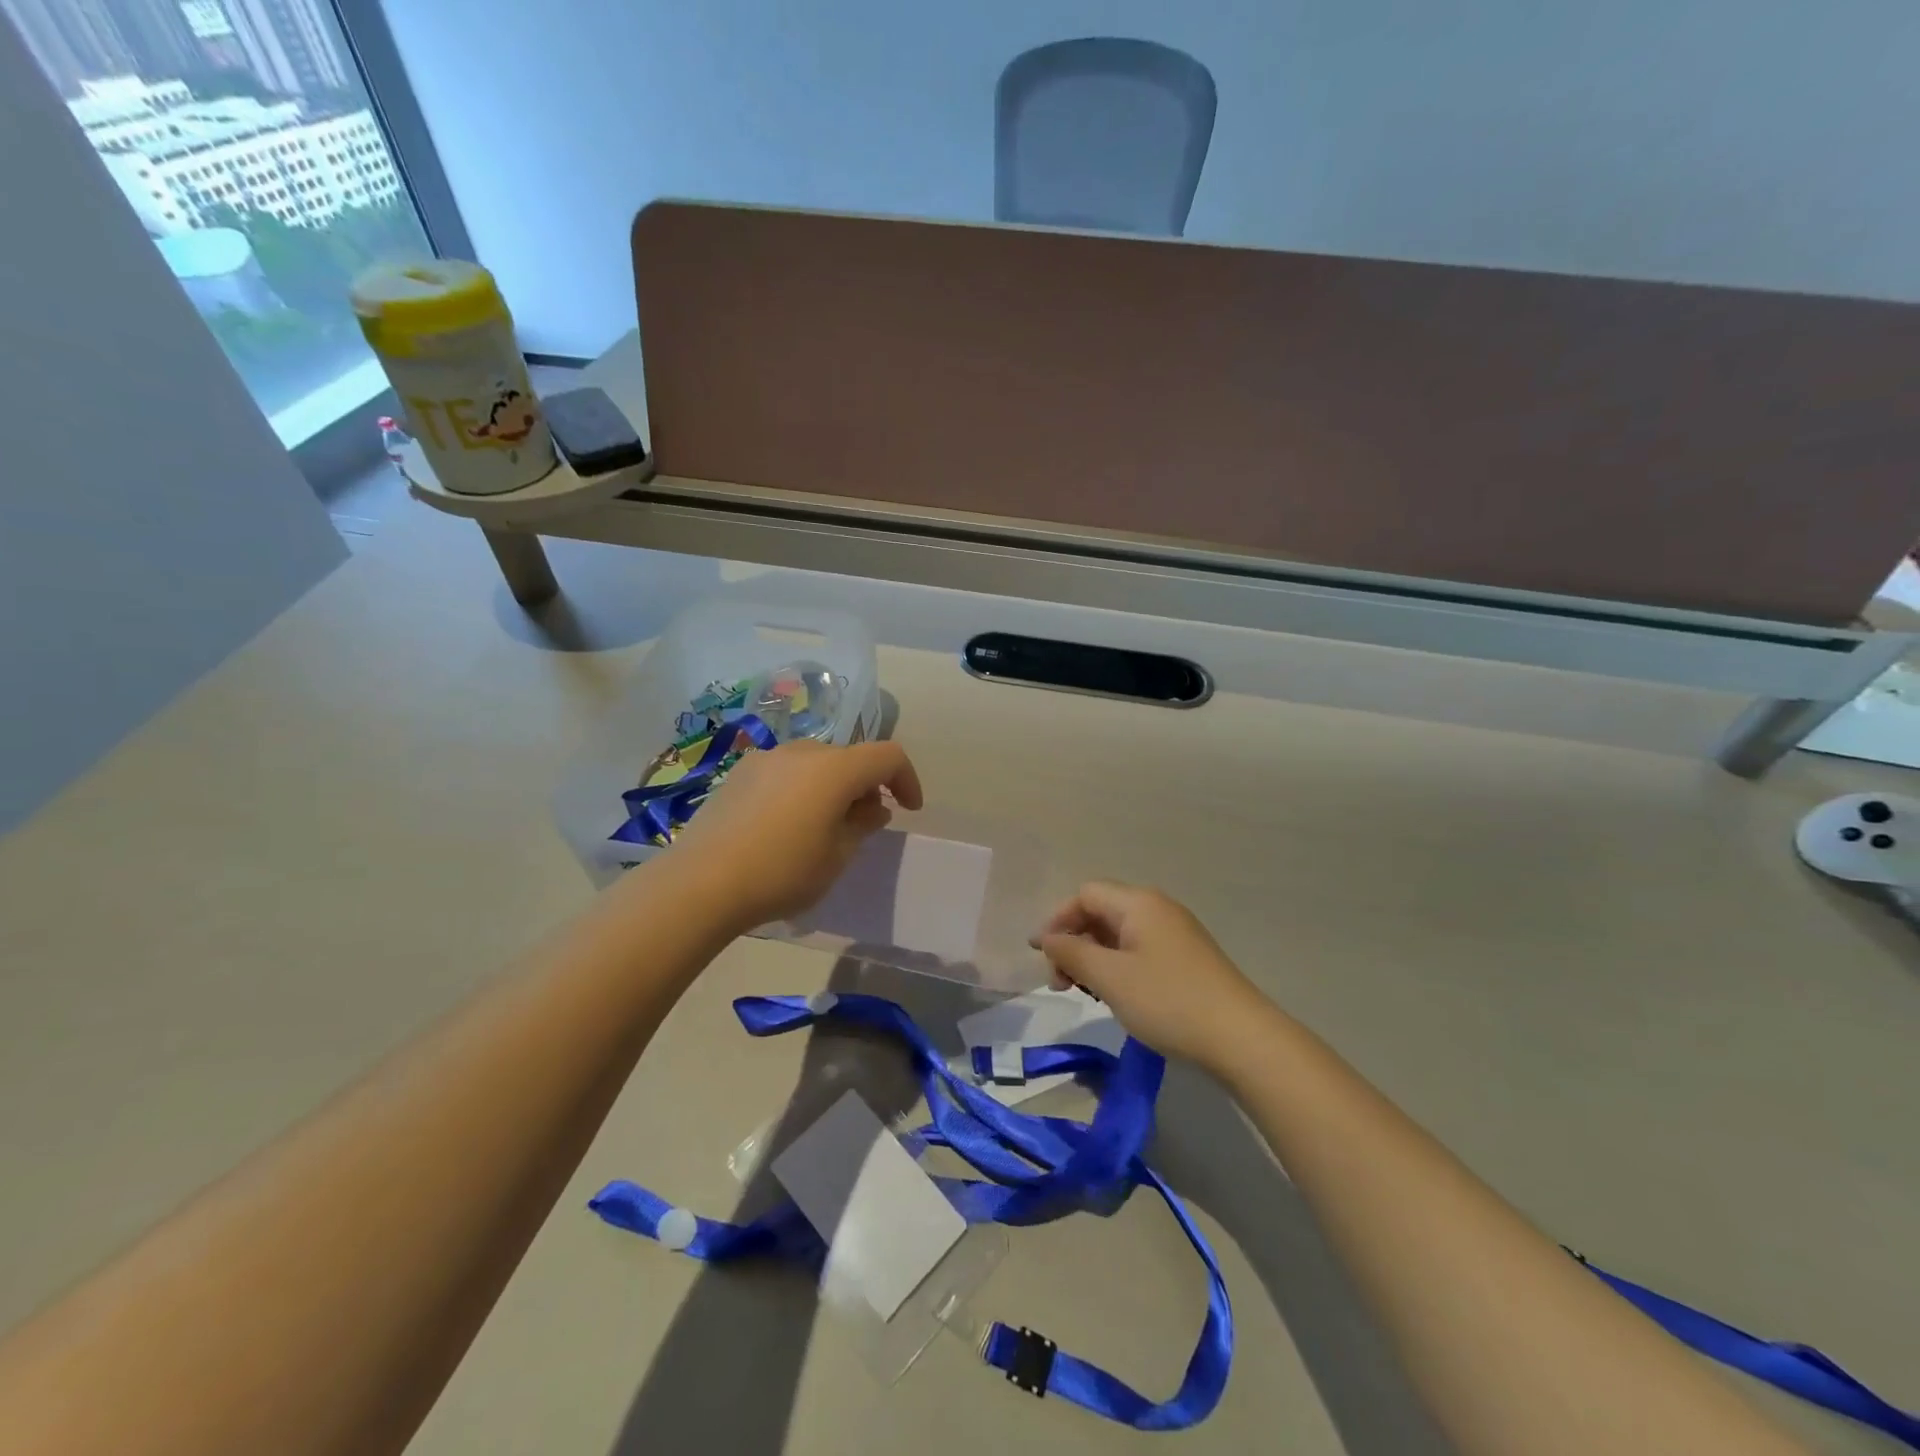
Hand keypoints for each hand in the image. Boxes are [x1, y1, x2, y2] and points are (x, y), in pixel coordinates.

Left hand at [666, 738, 923, 929]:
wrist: (700, 883)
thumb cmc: (781, 872)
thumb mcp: (836, 857)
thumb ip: (862, 826)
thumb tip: (871, 808)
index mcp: (834, 769)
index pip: (887, 756)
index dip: (906, 779)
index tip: (908, 809)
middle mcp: (802, 752)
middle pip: (850, 757)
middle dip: (867, 785)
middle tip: (865, 823)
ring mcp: (766, 759)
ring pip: (816, 763)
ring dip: (832, 786)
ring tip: (824, 825)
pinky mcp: (738, 773)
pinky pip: (785, 772)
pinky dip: (801, 788)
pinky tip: (785, 825)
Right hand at [1036, 882, 1270, 1069]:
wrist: (1241, 1038)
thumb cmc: (1168, 1001)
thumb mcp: (1110, 978)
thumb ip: (1072, 953)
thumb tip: (1047, 938)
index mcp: (1138, 903)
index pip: (1085, 895)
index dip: (1058, 920)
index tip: (1041, 957)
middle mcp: (1158, 908)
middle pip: (1102, 912)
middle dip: (1074, 941)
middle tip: (1060, 982)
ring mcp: (1176, 933)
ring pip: (1120, 934)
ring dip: (1094, 957)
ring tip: (1085, 992)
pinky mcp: (1187, 959)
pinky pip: (1140, 950)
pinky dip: (1118, 967)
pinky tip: (1116, 996)